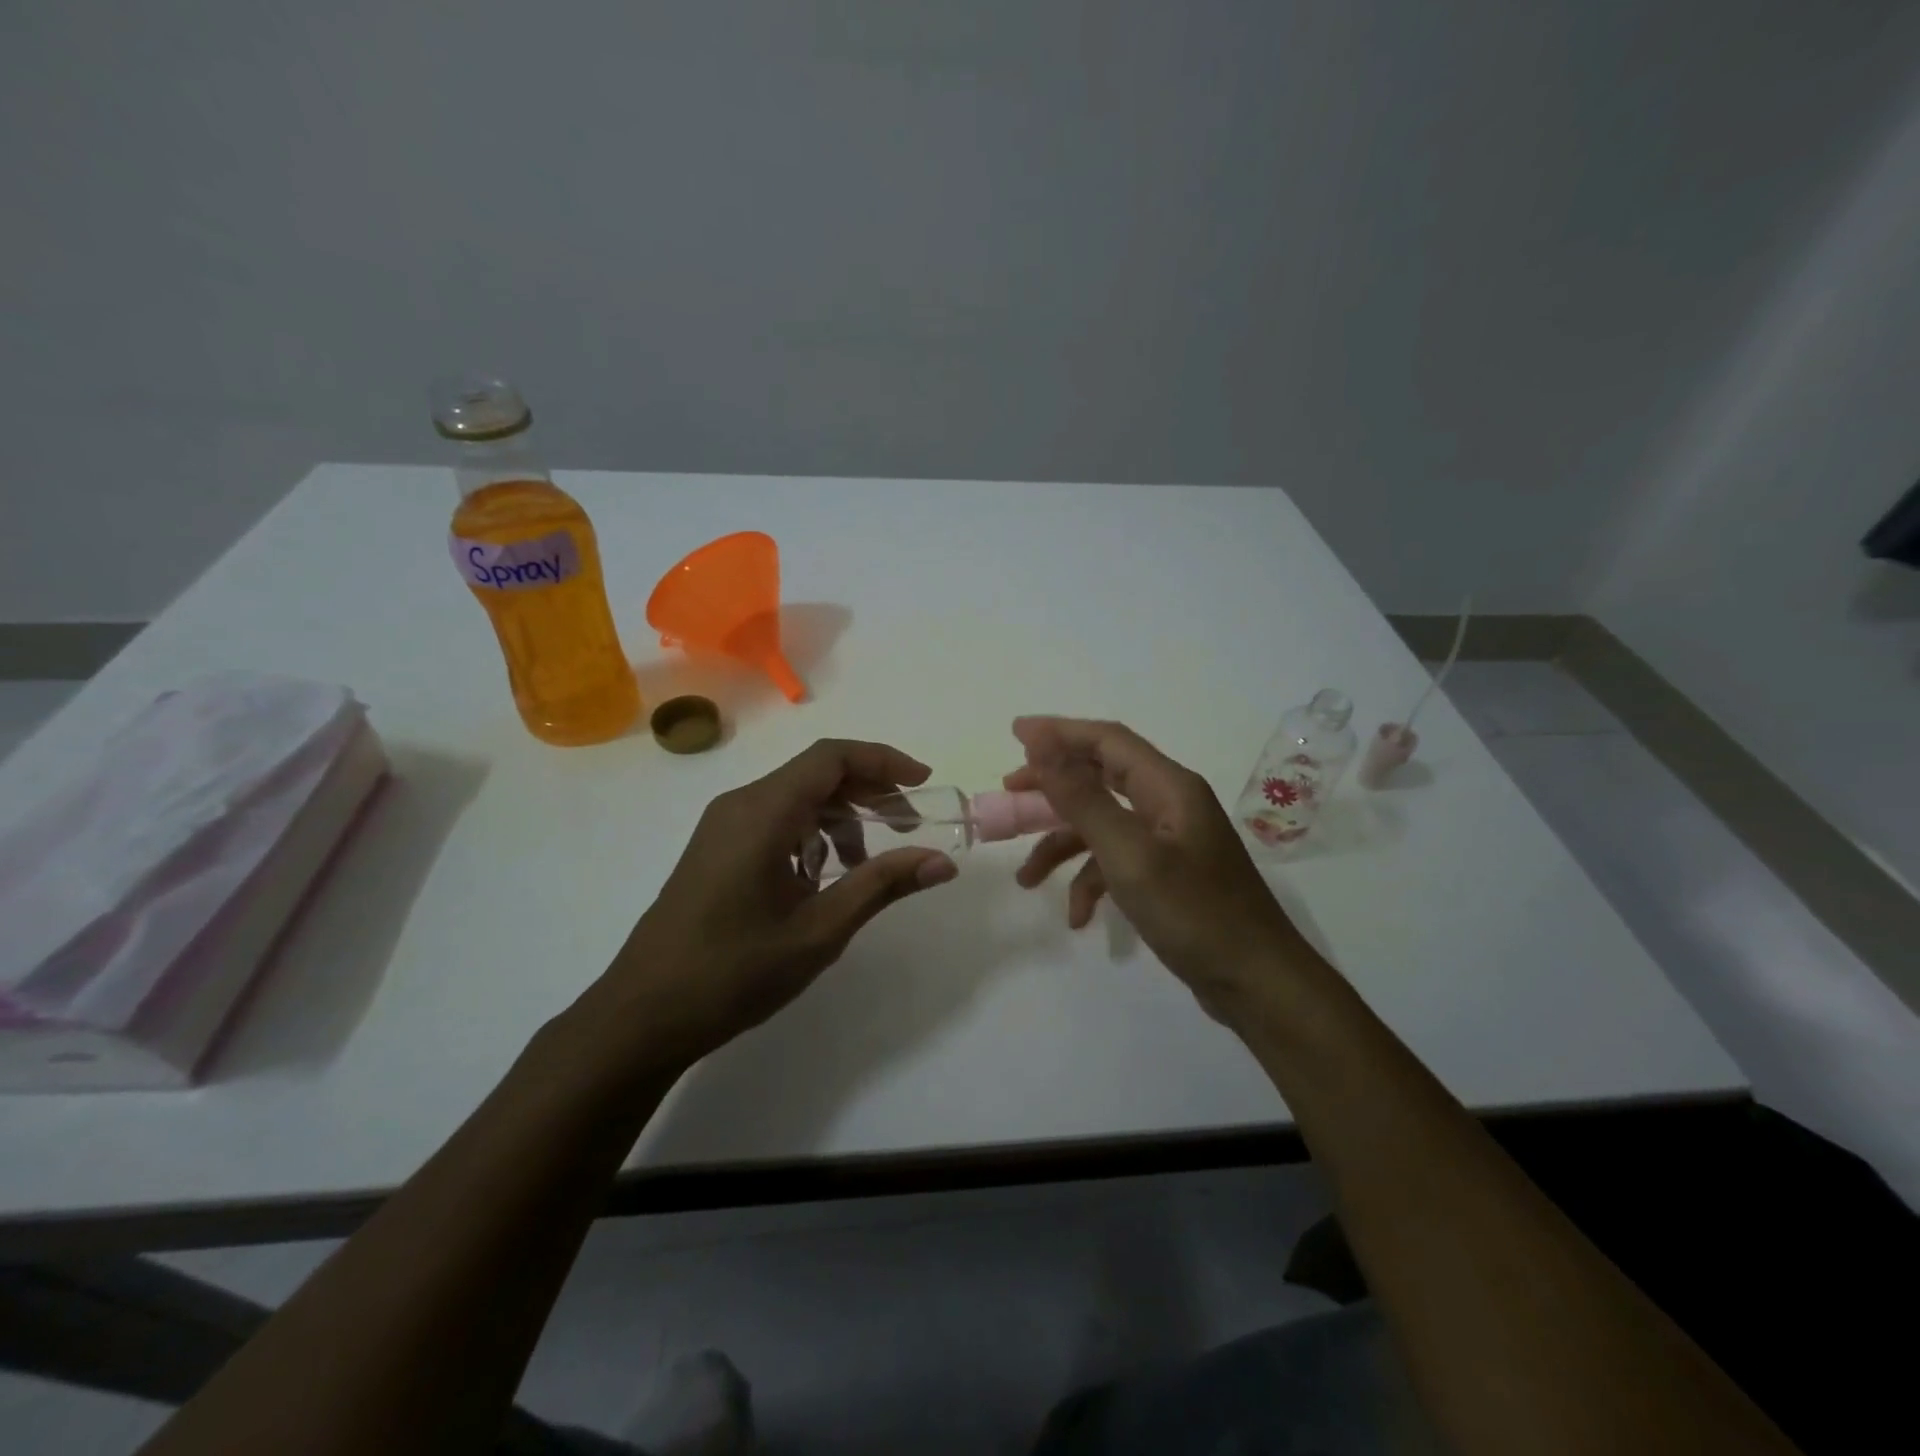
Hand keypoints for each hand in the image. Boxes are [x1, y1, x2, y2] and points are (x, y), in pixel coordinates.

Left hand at [592, 739, 958, 1065]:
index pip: (832, 757)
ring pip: (797, 798)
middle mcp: (741, 805)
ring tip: (868, 866)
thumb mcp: (819, 930)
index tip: (923, 784)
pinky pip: (776, 821)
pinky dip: (812, 836)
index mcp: (763, 812)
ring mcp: (723, 826)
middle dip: (869, 792)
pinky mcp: (717, 848)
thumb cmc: (733, 972)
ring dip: (841, 818)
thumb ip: (882, 886)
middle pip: (817, 773)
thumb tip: (942, 862)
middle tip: (909, 827)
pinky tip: (822, 879)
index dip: (883, 761)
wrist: (642, 1015)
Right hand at [1006, 716, 1318, 1019]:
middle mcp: (1169, 804)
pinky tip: (1077, 917)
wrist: (1257, 984)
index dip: (1059, 732)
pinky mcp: (1168, 875)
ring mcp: (1170, 841)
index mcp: (1168, 786)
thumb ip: (1082, 797)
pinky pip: (1118, 863)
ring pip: (1102, 825)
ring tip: (1024, 878)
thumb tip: (1041, 742)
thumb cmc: (1194, 913)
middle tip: (1009, 796)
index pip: (1106, 740)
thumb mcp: (1128, 854)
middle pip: (1100, 778)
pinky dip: (1091, 882)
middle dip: (1052, 788)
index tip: (1014, 733)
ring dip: (1062, 846)